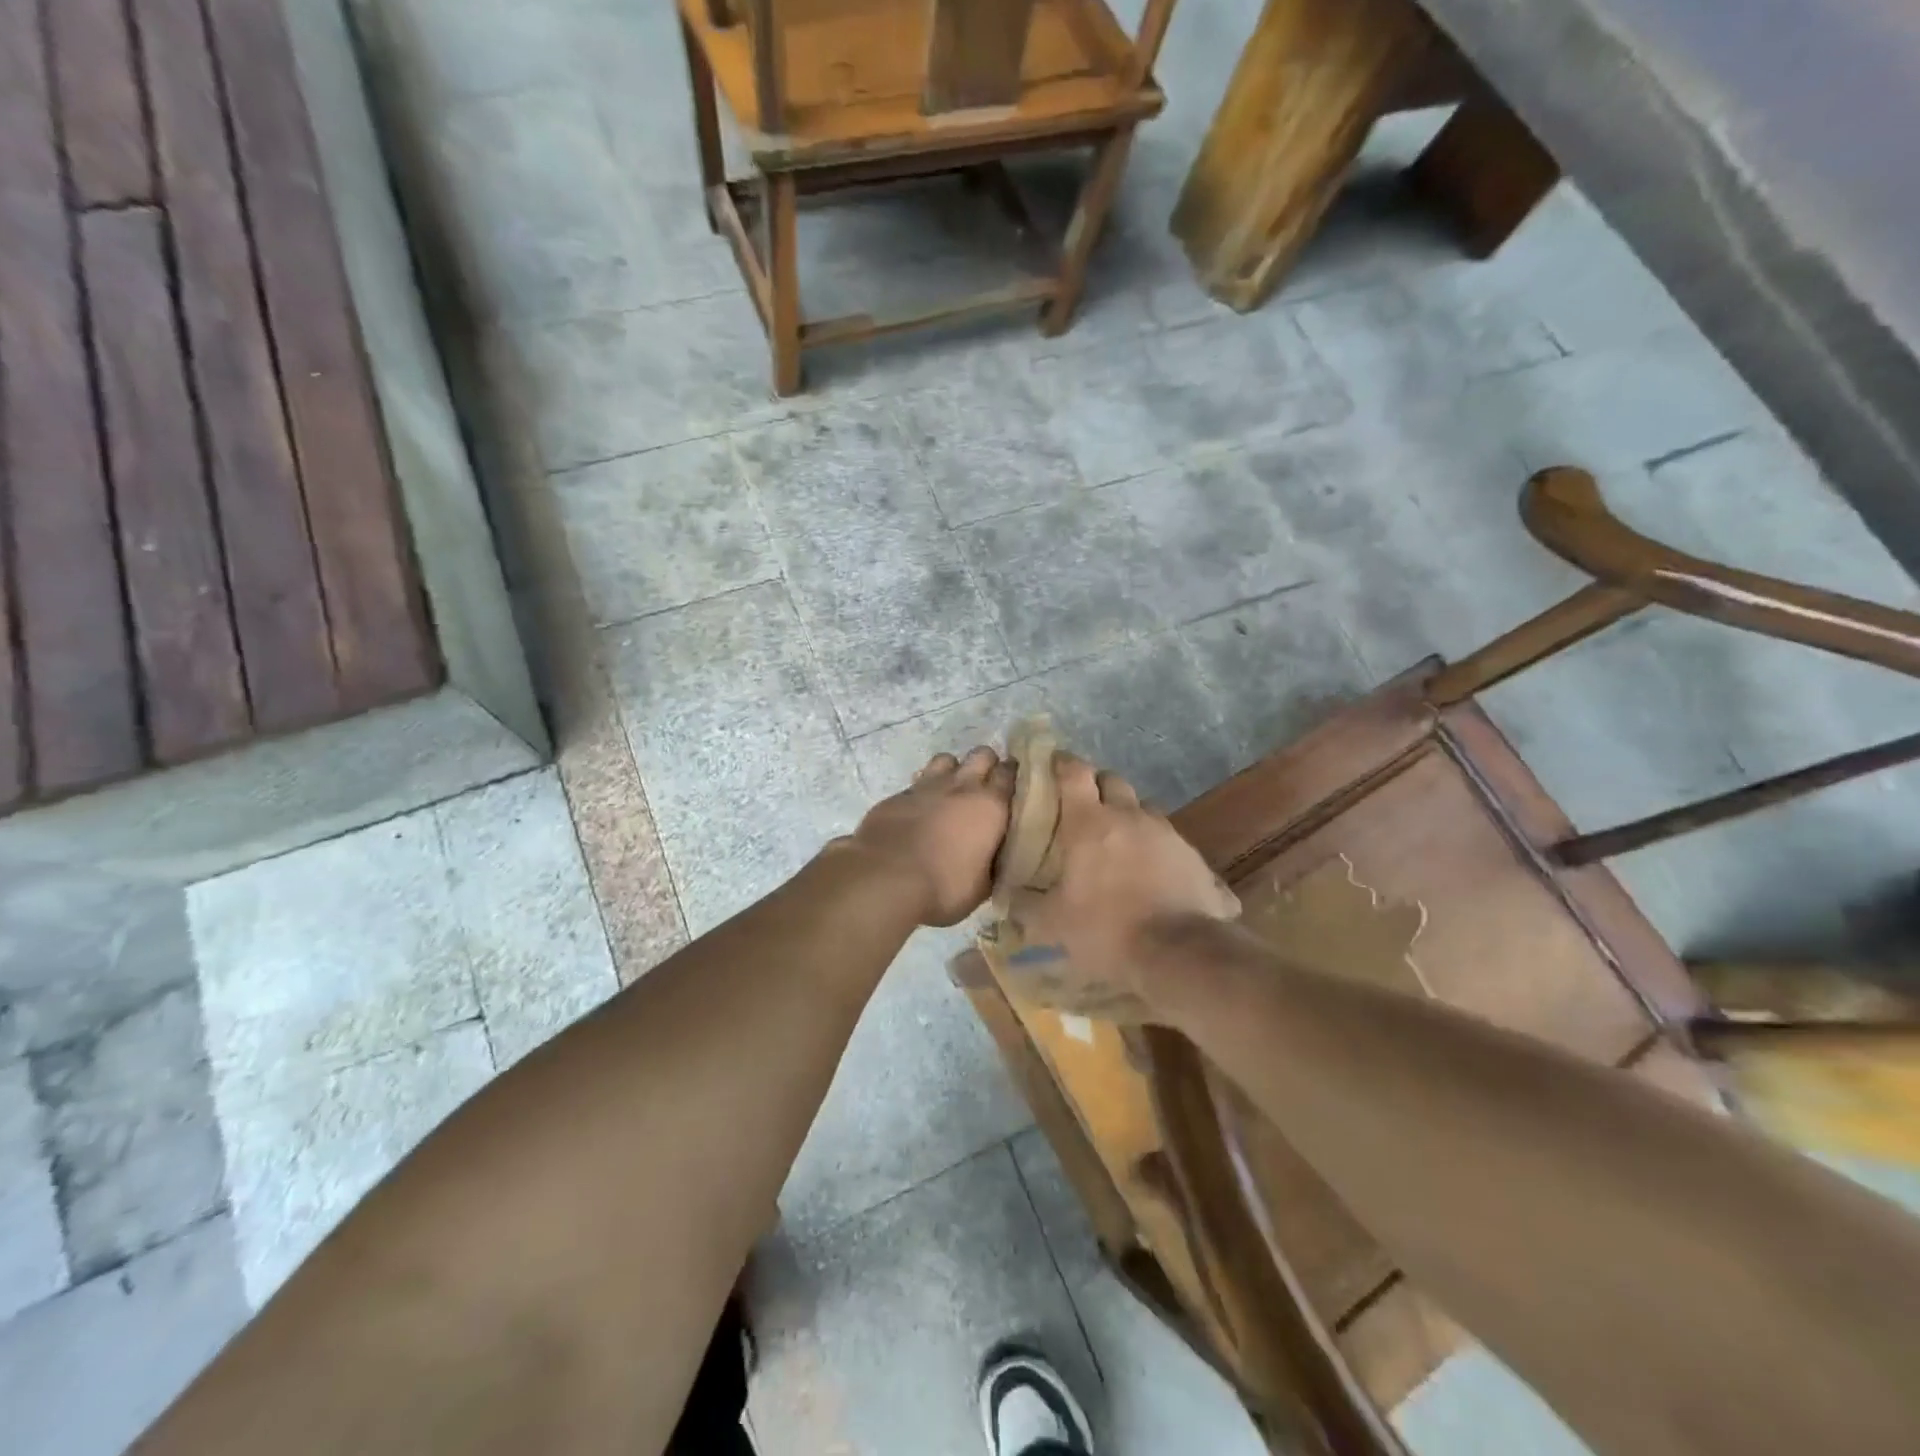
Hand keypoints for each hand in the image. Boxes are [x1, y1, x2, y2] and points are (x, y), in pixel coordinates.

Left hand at [847, 748, 1014, 926]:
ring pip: (946, 760)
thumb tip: (994, 858)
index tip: (1013, 785)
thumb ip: (992, 863)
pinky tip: (919, 810)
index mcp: (990, 806)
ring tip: (951, 792)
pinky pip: (917, 783)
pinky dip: (923, 792)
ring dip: (953, 771)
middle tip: (985, 786)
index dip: (1012, 775)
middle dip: (986, 764)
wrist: (886, 879)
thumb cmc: (945, 886)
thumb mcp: (982, 885)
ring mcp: (927, 786)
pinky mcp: (898, 795)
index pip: (1008, 773)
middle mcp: (961, 786)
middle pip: (981, 754)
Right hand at [1008, 754, 1239, 1017]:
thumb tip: (1007, 896)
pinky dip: (1156, 847)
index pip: (1074, 773)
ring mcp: (1166, 833)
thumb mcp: (1053, 924)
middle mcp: (1129, 816)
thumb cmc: (1106, 930)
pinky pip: (1169, 840)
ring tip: (1119, 840)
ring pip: (1143, 808)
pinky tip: (1152, 872)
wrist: (1181, 953)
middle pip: (1112, 781)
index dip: (1061, 763)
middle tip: (1083, 807)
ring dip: (1128, 815)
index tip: (1052, 764)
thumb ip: (1027, 905)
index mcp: (1090, 822)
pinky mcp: (1194, 856)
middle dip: (1097, 786)